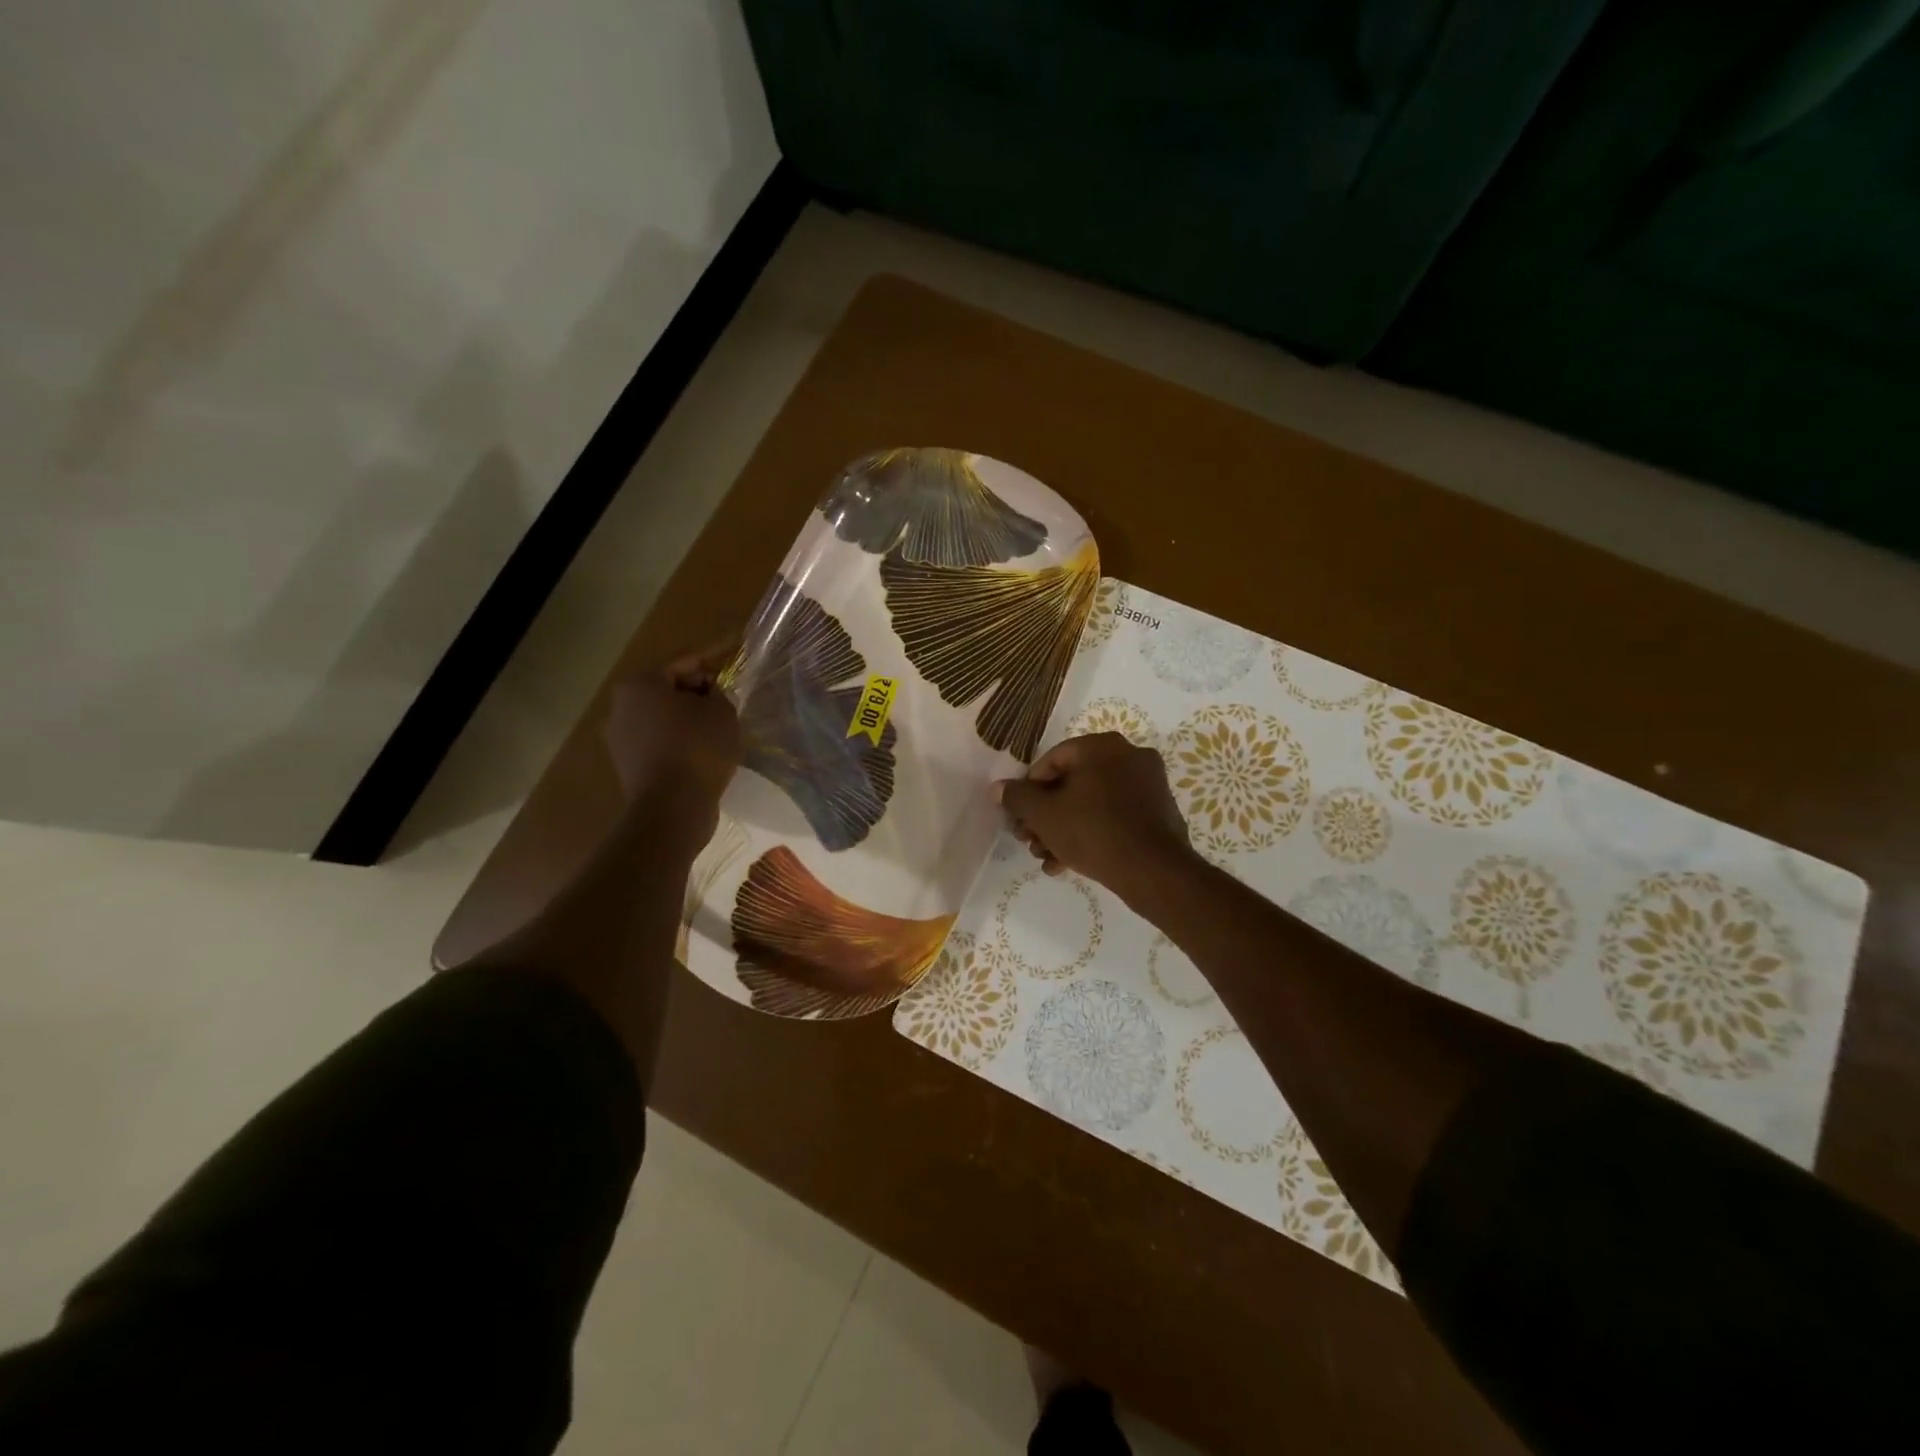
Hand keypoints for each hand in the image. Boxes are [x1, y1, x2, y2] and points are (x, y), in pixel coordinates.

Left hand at [605, 647, 741, 839]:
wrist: (672, 809)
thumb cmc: (698, 749)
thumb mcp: (722, 711)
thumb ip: (719, 693)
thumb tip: (710, 696)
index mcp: (640, 684)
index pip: (685, 660)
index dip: (715, 653)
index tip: (734, 645)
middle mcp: (621, 706)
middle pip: (669, 687)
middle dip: (699, 688)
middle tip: (729, 692)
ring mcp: (620, 737)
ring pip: (663, 716)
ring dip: (689, 716)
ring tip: (720, 723)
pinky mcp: (628, 765)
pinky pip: (661, 741)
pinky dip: (681, 739)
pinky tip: (705, 748)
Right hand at [995, 733, 1196, 903]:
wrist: (1153, 871)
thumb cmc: (1092, 831)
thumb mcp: (1044, 815)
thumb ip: (1017, 797)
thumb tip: (998, 788)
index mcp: (1102, 746)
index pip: (1051, 760)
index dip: (1028, 790)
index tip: (1019, 817)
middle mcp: (1129, 756)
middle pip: (1072, 783)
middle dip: (1045, 816)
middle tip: (1029, 841)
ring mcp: (1148, 784)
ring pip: (1092, 803)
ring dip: (1064, 829)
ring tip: (1046, 858)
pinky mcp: (1159, 812)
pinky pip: (1114, 816)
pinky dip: (1091, 834)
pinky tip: (1069, 863)